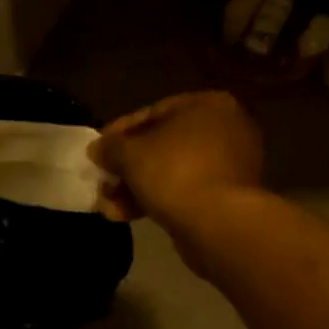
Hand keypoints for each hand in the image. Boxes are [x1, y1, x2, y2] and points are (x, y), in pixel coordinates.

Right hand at [91, 92, 263, 228]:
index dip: (119, 133)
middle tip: (102, 182)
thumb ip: (110, 147)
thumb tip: (98, 149)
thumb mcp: (130, 153)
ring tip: (108, 206)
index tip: (97, 151)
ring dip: (136, 188)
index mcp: (208, 104)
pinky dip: (157, 200)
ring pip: (171, 171)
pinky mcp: (228, 197)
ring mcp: (230, 165)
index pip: (153, 112)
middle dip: (127, 167)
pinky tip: (126, 216)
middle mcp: (226, 129)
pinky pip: (185, 191)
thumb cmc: (175, 172)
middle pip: (162, 145)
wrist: (218, 223)